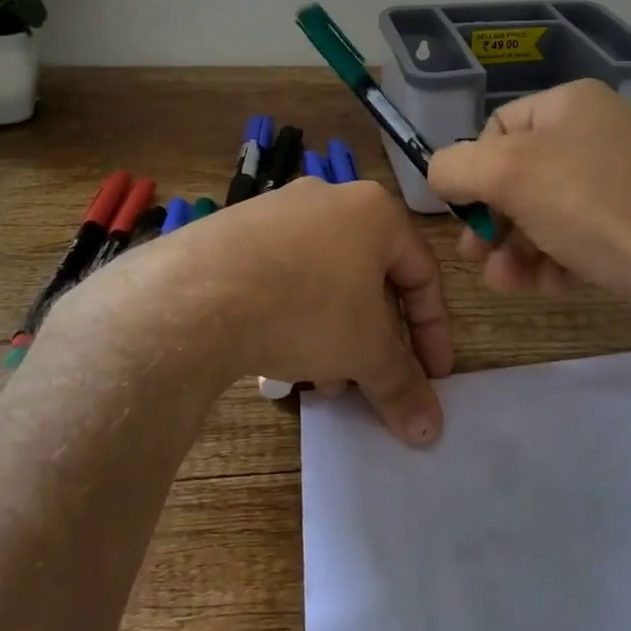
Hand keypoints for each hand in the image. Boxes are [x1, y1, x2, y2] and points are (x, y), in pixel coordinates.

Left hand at [64, 177, 452, 445]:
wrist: (197, 294)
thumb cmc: (306, 307)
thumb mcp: (365, 351)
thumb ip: (402, 386)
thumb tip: (430, 431)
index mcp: (374, 212)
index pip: (422, 273)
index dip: (433, 331)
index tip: (433, 376)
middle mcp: (329, 199)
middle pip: (369, 279)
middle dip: (373, 339)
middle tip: (368, 381)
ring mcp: (277, 211)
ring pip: (324, 281)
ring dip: (332, 335)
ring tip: (317, 381)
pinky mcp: (235, 230)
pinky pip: (282, 276)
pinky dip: (293, 317)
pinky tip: (277, 358)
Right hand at [428, 79, 630, 316]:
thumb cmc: (589, 204)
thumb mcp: (505, 174)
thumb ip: (453, 167)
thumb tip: (439, 175)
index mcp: (571, 103)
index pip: (498, 127)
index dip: (474, 170)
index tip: (466, 212)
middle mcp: (599, 132)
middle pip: (520, 175)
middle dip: (493, 220)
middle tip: (475, 256)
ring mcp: (622, 179)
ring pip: (545, 212)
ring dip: (516, 249)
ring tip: (505, 282)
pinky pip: (578, 235)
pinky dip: (554, 260)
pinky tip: (548, 286)